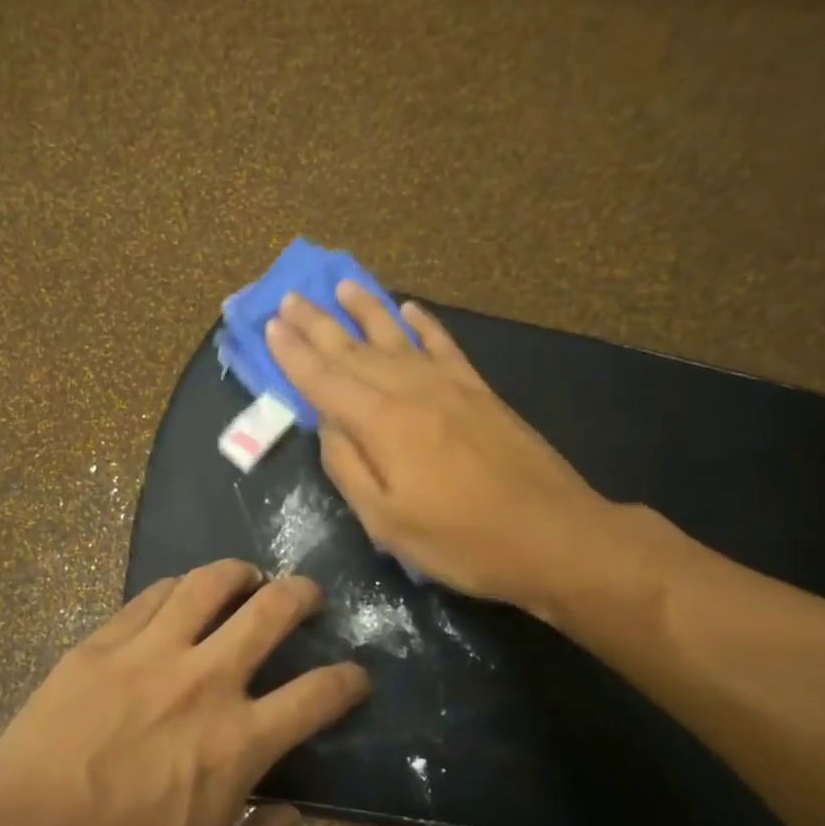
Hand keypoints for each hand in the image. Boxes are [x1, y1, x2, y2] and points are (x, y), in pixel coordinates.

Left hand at [0, 562, 366, 825]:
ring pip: (207, 584)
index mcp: (240, 742)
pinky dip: (177, 588)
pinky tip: (180, 594)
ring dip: (238, 574)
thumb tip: (292, 816)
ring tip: (246, 577)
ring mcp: (148, 654)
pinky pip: (149, 597)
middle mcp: (204, 682)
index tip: (355, 675)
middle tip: (308, 595)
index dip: (348, 680)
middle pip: (271, 611)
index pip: (318, 694)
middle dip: (302, 595)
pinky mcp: (100, 644)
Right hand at [264, 282, 616, 614]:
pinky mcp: (480, 392)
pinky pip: (444, 345)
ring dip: (365, 309)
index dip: (293, 353)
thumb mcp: (386, 521)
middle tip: (289, 298)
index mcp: (382, 423)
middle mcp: (412, 390)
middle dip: (317, 324)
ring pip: (396, 336)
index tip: (269, 326)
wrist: (554, 535)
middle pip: (354, 350)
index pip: (324, 380)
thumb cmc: (462, 540)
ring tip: (341, 285)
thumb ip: (348, 467)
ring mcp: (450, 386)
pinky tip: (410, 308)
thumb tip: (326, 425)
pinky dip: (424, 324)